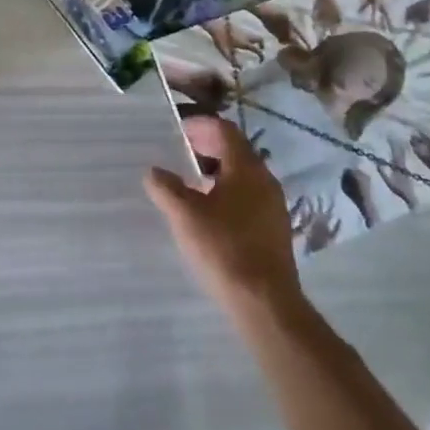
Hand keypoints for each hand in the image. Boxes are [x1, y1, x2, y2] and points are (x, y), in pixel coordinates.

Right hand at [145, 115, 301, 318]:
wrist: (266, 304)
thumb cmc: (224, 249)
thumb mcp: (186, 216)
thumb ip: (167, 189)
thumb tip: (154, 171)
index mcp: (246, 167)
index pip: (225, 129)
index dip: (201, 125)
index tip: (179, 130)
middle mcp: (265, 178)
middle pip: (236, 150)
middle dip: (209, 146)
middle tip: (182, 151)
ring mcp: (274, 205)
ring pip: (244, 174)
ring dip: (218, 170)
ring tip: (192, 182)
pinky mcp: (275, 229)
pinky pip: (250, 195)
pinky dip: (229, 191)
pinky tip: (212, 212)